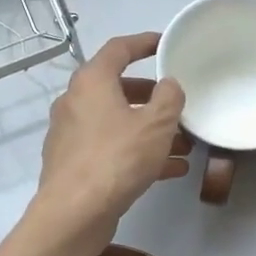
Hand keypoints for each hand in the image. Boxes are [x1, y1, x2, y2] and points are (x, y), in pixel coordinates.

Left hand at [36, 33, 187, 228]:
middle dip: (152, 97)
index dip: (144, 43)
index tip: (165, 43)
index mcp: (91, 82)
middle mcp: (75, 102)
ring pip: (117, 122)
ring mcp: (72, 134)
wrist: (74, 213)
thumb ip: (169, 98)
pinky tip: (170, 170)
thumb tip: (169, 84)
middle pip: (118, 88)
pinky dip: (138, 152)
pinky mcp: (74, 164)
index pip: (118, 49)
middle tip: (177, 104)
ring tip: (184, 144)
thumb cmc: (117, 158)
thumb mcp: (156, 124)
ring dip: (149, 130)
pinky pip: (112, 148)